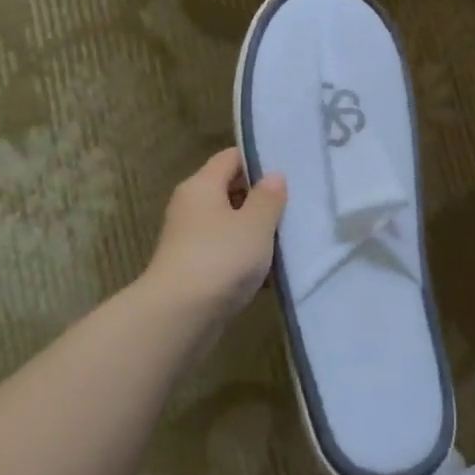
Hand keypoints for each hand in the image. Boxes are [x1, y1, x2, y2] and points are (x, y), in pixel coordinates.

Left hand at [141, 148, 286, 332]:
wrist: (179, 317)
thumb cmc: (221, 257)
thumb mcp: (255, 223)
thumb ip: (268, 197)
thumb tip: (273, 176)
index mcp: (202, 186)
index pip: (231, 157)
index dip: (259, 160)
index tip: (289, 170)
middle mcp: (191, 208)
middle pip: (230, 191)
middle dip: (262, 199)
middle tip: (295, 206)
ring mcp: (190, 241)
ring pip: (230, 225)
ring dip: (257, 232)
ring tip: (290, 239)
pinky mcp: (194, 270)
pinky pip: (226, 254)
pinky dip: (246, 260)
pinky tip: (272, 273)